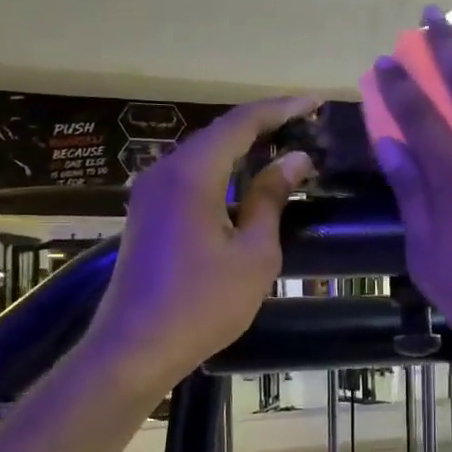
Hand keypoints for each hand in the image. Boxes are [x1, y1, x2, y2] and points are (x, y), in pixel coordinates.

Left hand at [88, 97, 315, 392]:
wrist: (135, 348)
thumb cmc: (203, 304)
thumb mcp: (253, 253)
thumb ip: (271, 198)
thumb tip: (294, 159)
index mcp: (192, 174)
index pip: (242, 122)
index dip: (282, 108)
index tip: (316, 103)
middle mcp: (165, 171)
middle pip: (220, 133)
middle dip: (264, 125)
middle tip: (306, 125)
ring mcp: (151, 192)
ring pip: (204, 154)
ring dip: (243, 148)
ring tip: (285, 148)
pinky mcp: (148, 214)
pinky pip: (191, 176)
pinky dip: (223, 170)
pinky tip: (247, 182)